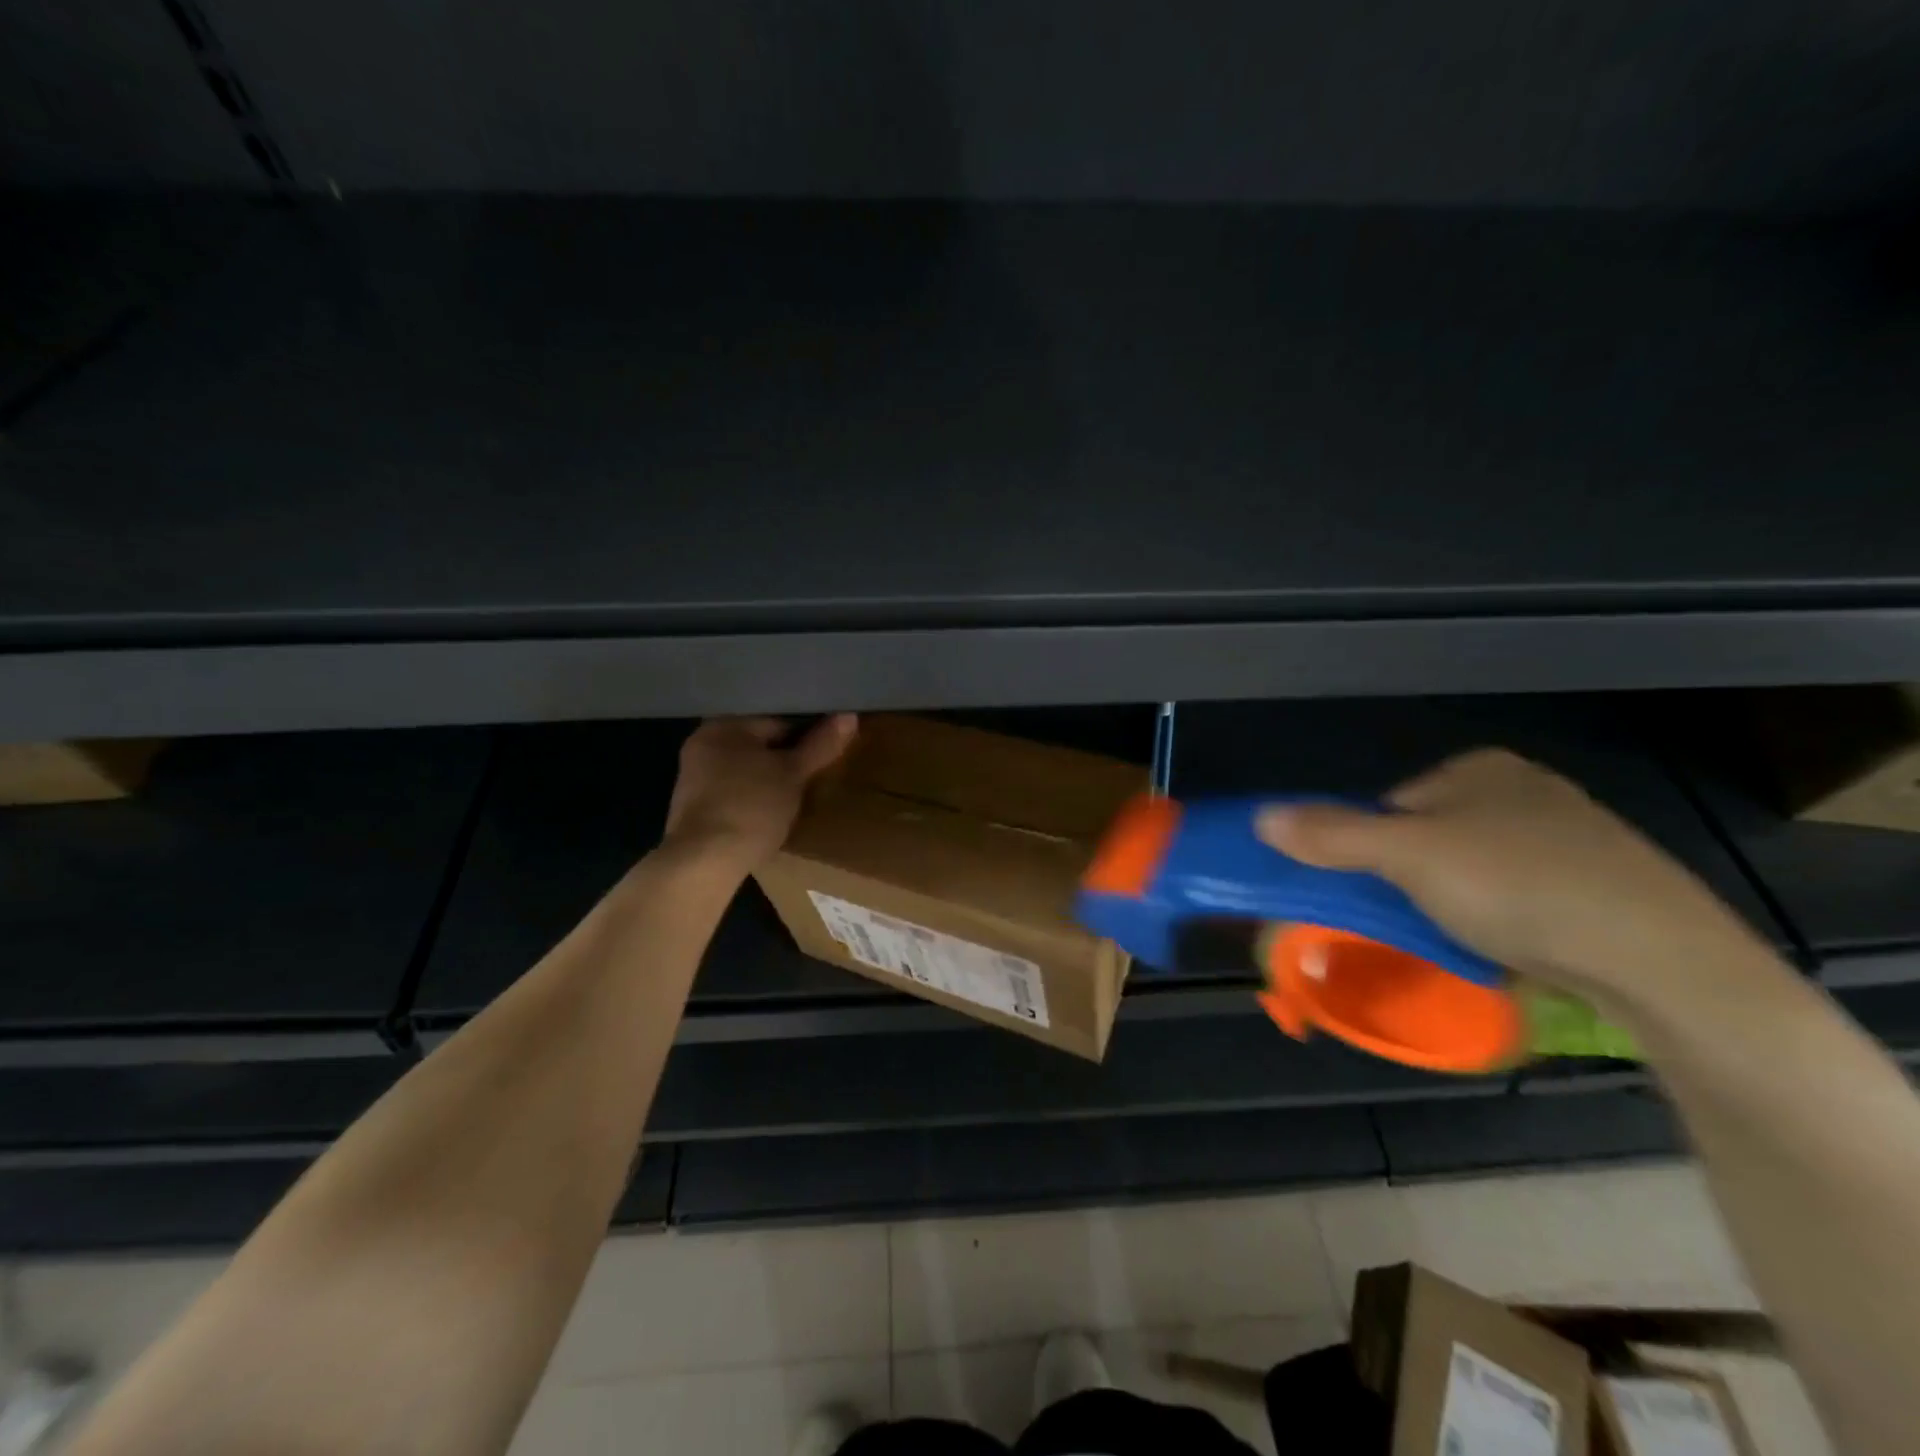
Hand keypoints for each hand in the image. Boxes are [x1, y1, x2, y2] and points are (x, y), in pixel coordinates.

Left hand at [664, 715, 857, 871]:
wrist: (704, 862)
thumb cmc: (751, 807)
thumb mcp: (794, 774)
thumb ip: (821, 744)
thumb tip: (849, 716)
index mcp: (724, 725)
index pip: (778, 720)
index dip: (808, 736)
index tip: (827, 755)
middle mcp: (703, 743)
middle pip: (760, 744)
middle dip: (786, 759)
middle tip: (815, 777)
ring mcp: (693, 777)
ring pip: (746, 769)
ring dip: (769, 780)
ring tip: (796, 797)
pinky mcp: (693, 807)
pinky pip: (733, 792)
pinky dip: (752, 798)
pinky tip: (769, 815)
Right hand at [1256, 748, 1766, 1004]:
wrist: (1664, 961)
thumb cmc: (1520, 886)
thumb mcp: (1409, 857)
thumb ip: (1332, 835)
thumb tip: (1260, 817)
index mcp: (1480, 769)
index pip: (1391, 805)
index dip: (1367, 849)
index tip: (1366, 893)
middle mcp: (1525, 791)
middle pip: (1430, 838)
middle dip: (1409, 880)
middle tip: (1405, 923)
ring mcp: (1571, 838)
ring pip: (1474, 871)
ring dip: (1451, 905)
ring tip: (1454, 943)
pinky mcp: (1602, 887)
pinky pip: (1519, 898)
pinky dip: (1499, 922)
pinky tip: (1504, 951)